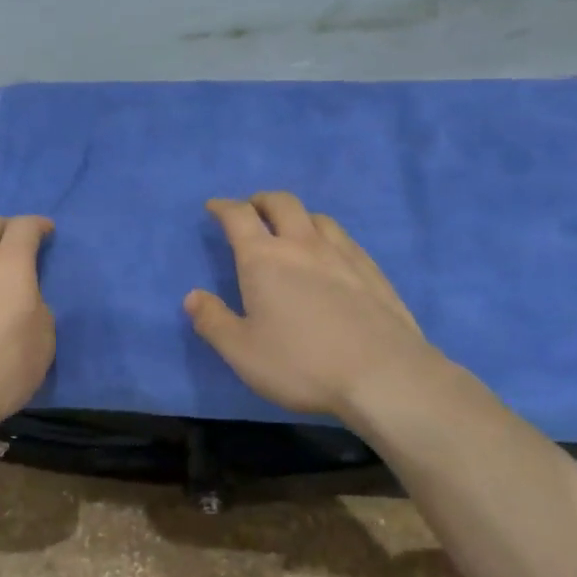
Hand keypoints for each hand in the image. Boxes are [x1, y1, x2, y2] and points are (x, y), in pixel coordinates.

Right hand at [185, 193, 450, 424]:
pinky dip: (325, 236)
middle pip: (281, 203)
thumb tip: (192, 296)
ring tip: (290, 232)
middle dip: (261, 201)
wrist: (383, 374)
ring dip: (296, 216)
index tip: (213, 207)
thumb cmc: (302, 364)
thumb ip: (213, 321)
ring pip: (316, 217)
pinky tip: (329, 257)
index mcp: (264, 258)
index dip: (222, 207)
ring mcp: (342, 253)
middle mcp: (302, 244)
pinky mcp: (371, 270)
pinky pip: (343, 238)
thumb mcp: (243, 352)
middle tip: (252, 211)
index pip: (238, 216)